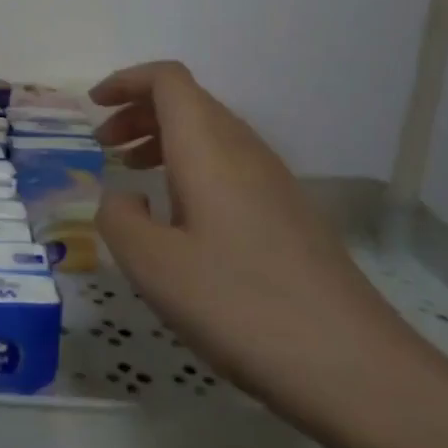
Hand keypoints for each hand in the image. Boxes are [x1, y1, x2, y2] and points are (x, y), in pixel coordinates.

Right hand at [90, 61, 409, 403]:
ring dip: (164, 140)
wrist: (354, 367)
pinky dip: (190, 168)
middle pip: (189, 102)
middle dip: (139, 111)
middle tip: (104, 146)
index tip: (93, 106)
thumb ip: (119, 219)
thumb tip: (123, 197)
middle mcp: (244, 150)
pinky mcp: (288, 213)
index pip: (168, 80)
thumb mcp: (153, 267)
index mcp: (209, 148)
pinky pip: (229, 165)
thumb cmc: (241, 306)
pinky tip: (179, 216)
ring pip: (210, 133)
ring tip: (132, 173)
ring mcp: (273, 182)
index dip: (127, 81)